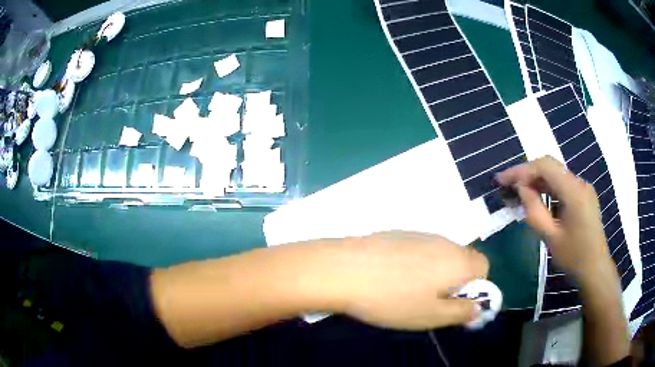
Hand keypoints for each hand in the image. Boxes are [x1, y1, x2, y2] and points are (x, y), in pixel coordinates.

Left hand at [327, 231, 488, 329]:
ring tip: (406, 290)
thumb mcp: (431, 316)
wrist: (344, 269)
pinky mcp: (398, 232)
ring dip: (433, 272)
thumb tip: (478, 309)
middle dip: (454, 281)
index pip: (484, 267)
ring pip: (439, 255)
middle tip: (429, 301)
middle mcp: (444, 241)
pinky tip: (390, 276)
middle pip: (462, 260)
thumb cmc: (392, 299)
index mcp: (458, 260)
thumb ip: (461, 312)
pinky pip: (418, 249)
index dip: (475, 287)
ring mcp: (420, 234)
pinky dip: (414, 263)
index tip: (454, 302)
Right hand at [496, 156, 613, 284]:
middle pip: (550, 167)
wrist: (595, 269)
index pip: (545, 167)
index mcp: (574, 191)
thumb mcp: (551, 237)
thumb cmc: (574, 257)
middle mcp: (580, 183)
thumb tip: (521, 189)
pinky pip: (562, 184)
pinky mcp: (583, 195)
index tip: (502, 180)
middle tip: (507, 185)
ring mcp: (583, 188)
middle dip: (527, 173)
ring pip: (555, 175)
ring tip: (518, 192)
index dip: (521, 170)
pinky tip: (537, 198)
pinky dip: (547, 188)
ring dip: (536, 180)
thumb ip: (534, 211)